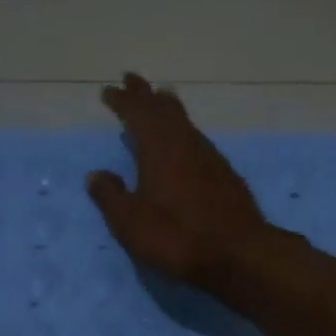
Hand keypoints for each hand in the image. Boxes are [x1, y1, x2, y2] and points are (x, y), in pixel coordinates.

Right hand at [86, 74, 270, 286]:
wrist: (238, 254)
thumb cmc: (177, 238)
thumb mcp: (131, 223)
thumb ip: (111, 196)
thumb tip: (96, 175)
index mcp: (159, 150)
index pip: (137, 114)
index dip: (122, 100)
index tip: (108, 91)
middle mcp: (186, 144)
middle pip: (165, 109)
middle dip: (146, 94)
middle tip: (133, 81)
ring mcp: (210, 158)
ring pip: (186, 123)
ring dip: (169, 110)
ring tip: (160, 102)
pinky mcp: (226, 175)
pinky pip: (199, 141)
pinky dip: (186, 133)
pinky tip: (186, 144)